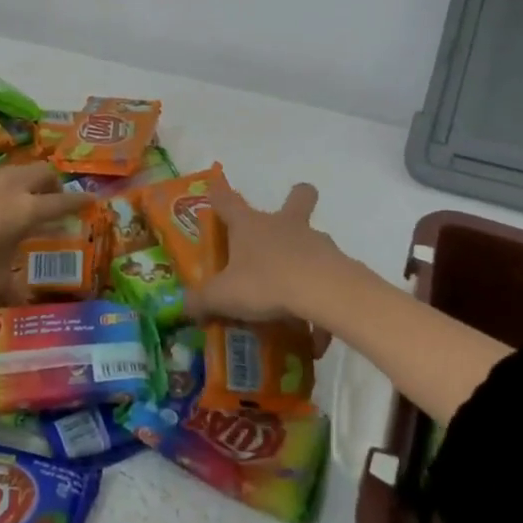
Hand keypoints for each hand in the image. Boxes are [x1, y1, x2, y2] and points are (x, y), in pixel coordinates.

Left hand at [0, 161, 89, 308]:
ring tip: (21, 204)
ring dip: (25, 182)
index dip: (79, 202)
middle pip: (41, 172)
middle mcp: (8, 188)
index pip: (61, 202)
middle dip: (53, 183)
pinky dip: (1, 188)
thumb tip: (23, 301)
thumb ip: (14, 289)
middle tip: (54, 201)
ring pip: (14, 171)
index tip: (91, 199)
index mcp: (25, 210)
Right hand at [186, 174, 347, 349]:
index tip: (216, 189)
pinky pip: (326, 282)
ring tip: (293, 300)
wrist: (322, 291)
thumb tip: (185, 306)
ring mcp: (314, 242)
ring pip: (313, 240)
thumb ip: (202, 301)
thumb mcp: (223, 296)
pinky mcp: (337, 264)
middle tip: (288, 217)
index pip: (228, 201)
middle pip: (297, 197)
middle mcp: (283, 225)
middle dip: (297, 197)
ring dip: (304, 260)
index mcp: (249, 225)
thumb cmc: (264, 282)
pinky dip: (319, 303)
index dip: (219, 194)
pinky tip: (314, 333)